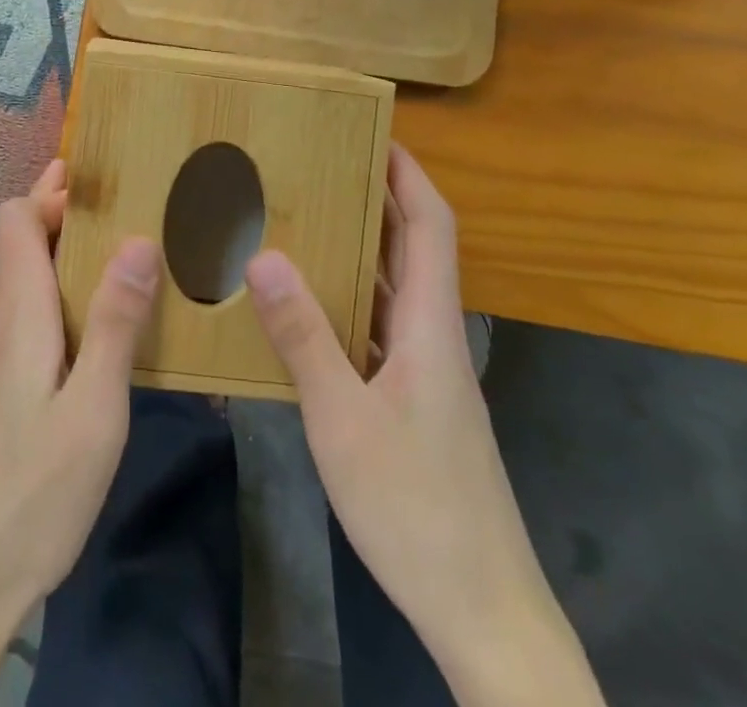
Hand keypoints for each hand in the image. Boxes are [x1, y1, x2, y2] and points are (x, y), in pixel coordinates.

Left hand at [0, 161, 160, 704]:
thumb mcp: (94, 413)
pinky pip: (8, 322)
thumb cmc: (29, 499)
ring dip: (54, 262)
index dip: (49, 191)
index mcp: (14, 316)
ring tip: (108, 269)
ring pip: (12, 285)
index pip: (13, 219)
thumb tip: (137, 239)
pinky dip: (41, 302)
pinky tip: (75, 339)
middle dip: (59, 218)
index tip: (94, 179)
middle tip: (116, 212)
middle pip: (14, 245)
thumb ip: (115, 323)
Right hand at [245, 145, 603, 706]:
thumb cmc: (417, 508)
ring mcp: (429, 373)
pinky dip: (356, 300)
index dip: (410, 175)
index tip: (376, 135)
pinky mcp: (418, 402)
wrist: (483, 611)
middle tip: (324, 166)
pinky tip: (314, 307)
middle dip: (380, 199)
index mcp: (431, 326)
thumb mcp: (343, 420)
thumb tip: (263, 254)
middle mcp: (436, 336)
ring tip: (310, 218)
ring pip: (400, 289)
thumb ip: (304, 336)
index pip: (432, 225)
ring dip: (366, 248)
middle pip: (417, 248)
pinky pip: (384, 328)